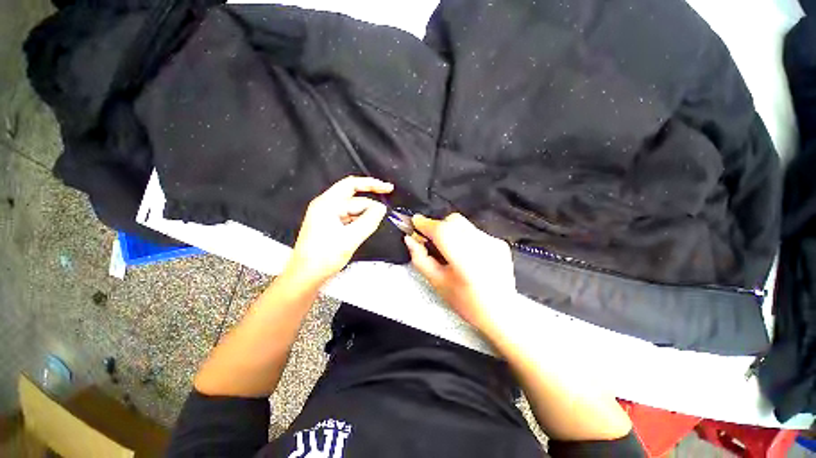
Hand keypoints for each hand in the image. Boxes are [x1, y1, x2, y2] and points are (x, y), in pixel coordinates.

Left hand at [283, 176, 392, 287]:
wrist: (305, 276)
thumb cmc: (324, 257)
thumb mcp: (350, 238)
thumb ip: (369, 221)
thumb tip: (382, 208)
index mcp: (327, 204)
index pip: (352, 186)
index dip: (372, 185)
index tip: (389, 189)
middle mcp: (326, 206)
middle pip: (353, 199)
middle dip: (370, 206)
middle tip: (384, 214)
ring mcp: (327, 216)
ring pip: (352, 210)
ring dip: (365, 215)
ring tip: (373, 226)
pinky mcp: (330, 225)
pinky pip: (349, 218)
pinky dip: (359, 221)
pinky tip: (365, 228)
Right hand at [403, 213, 515, 334]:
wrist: (501, 313)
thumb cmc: (467, 303)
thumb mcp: (437, 283)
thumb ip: (420, 259)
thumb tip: (410, 240)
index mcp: (463, 258)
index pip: (440, 229)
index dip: (424, 223)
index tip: (415, 222)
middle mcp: (480, 245)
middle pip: (452, 221)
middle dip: (438, 226)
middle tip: (433, 241)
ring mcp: (492, 242)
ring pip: (463, 225)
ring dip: (451, 232)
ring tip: (452, 252)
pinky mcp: (499, 243)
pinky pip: (475, 232)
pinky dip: (465, 237)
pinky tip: (467, 255)